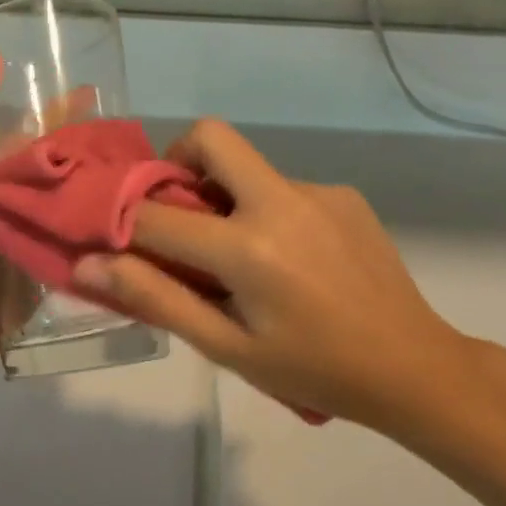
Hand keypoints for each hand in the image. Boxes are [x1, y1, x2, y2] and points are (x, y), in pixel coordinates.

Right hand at [74, 120, 494, 431]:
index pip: (156, 216)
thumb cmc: (314, 369)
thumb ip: (155, 299)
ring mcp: (319, 192)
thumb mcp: (227, 347)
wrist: (416, 368)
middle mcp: (282, 201)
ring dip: (226, 197)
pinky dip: (267, 211)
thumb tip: (88, 266)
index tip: (112, 233)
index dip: (121, 220)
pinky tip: (290, 261)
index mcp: (249, 247)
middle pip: (211, 137)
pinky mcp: (344, 194)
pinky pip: (284, 188)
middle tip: (177, 211)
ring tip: (244, 259)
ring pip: (248, 168)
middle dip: (177, 161)